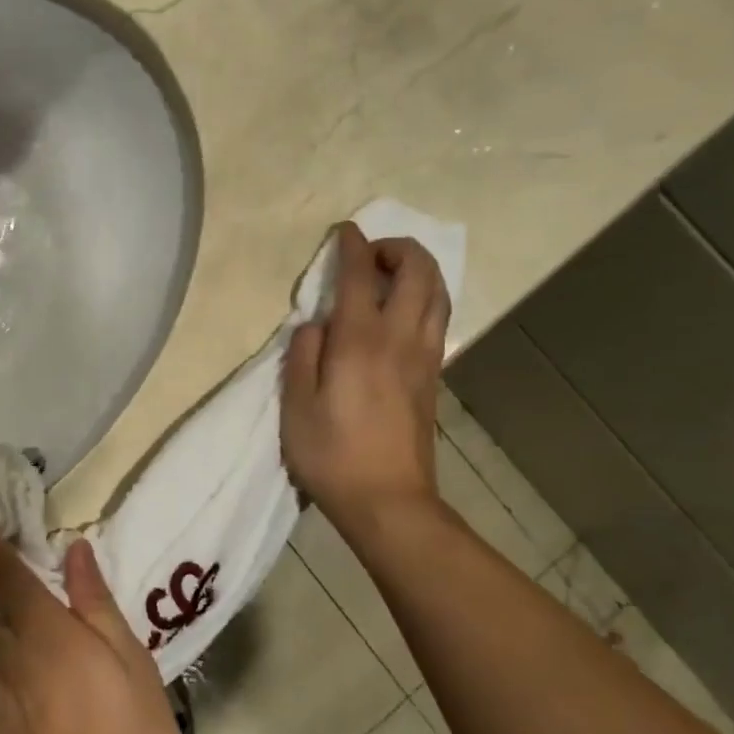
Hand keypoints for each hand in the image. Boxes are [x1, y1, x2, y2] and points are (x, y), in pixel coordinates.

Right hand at [282, 222, 452, 528]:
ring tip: (391, 274)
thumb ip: (302, 356)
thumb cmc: (331, 455)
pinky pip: (438, 319)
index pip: (361, 276)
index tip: (344, 231)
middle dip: (398, 248)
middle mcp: (400, 339)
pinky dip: (425, 297)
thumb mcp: (296, 406)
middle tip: (370, 253)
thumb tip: (316, 325)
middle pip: (418, 272)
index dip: (352, 246)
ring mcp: (424, 358)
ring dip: (419, 270)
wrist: (389, 501)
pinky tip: (403, 310)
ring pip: (438, 293)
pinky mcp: (433, 378)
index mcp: (360, 341)